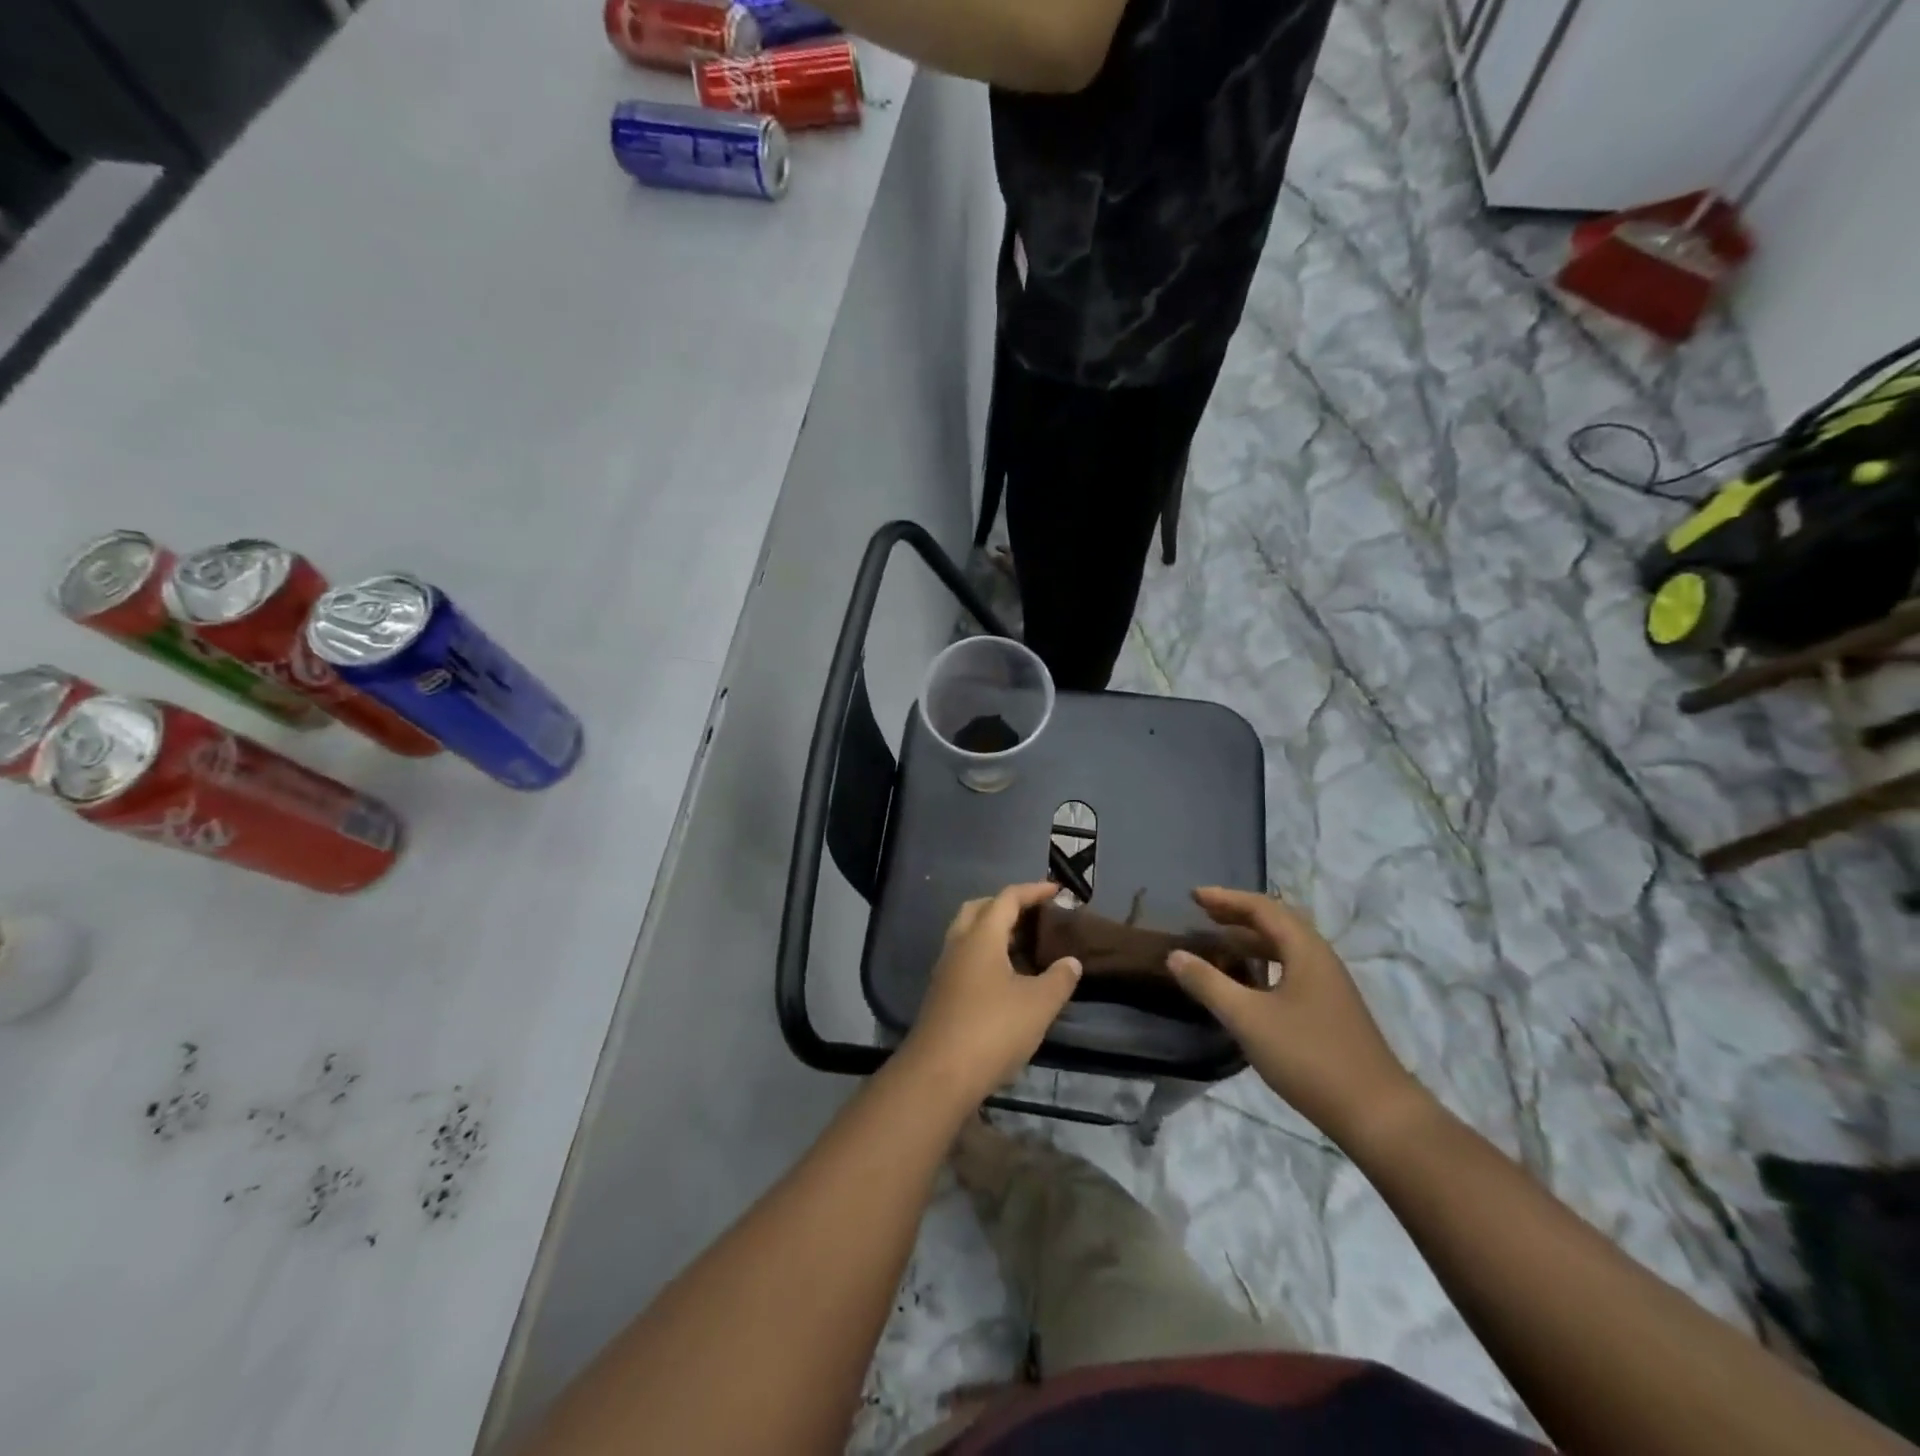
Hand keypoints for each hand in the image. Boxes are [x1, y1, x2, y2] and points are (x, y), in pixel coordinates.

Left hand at [902, 882, 1082, 1104]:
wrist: (938, 1074)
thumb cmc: (993, 1030)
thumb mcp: (1039, 1004)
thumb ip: (1059, 978)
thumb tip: (1071, 961)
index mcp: (981, 936)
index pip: (1007, 898)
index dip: (1033, 891)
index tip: (1056, 890)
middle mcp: (958, 944)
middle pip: (980, 909)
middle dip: (1007, 905)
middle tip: (1035, 915)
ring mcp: (946, 969)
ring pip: (969, 934)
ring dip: (995, 931)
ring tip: (1025, 946)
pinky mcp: (941, 993)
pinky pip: (965, 957)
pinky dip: (986, 954)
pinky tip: (1006, 977)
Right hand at [1166, 887, 1424, 1144]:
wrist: (1376, 1114)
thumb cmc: (1309, 1056)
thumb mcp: (1248, 1019)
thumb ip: (1208, 984)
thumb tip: (1174, 955)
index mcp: (1305, 950)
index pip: (1262, 908)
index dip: (1226, 899)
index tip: (1193, 896)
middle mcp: (1320, 959)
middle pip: (1276, 923)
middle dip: (1238, 915)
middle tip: (1202, 914)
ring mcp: (1328, 986)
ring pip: (1284, 949)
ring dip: (1250, 941)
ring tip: (1218, 944)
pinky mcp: (1329, 1010)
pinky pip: (1290, 970)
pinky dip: (1263, 965)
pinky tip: (1247, 985)